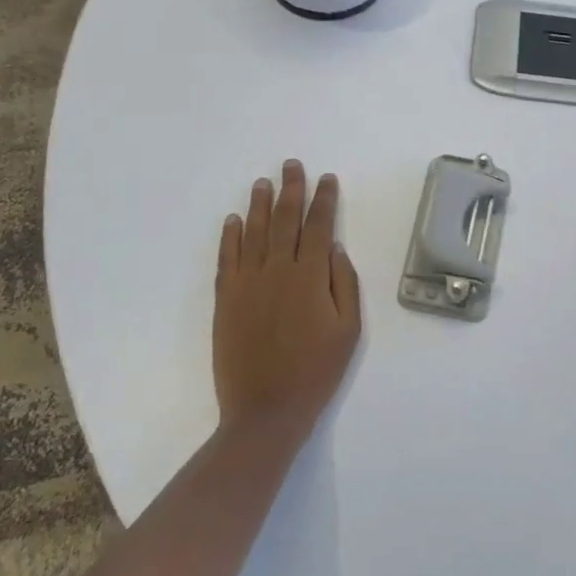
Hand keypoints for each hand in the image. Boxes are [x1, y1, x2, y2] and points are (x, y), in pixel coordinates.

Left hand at [214, 160, 361, 435]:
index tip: (327, 179)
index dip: (324, 200)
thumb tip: (335, 249)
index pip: (319, 226)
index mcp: (310, 276)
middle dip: (290, 189)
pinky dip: (229, 236)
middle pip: (284, 220)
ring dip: (258, 204)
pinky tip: (232, 220)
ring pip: (253, 232)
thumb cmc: (316, 371)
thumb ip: (344, 284)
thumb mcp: (349, 330)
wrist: (266, 410)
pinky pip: (227, 258)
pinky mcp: (226, 299)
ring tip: (262, 182)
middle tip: (291, 165)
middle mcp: (277, 270)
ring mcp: (247, 283)